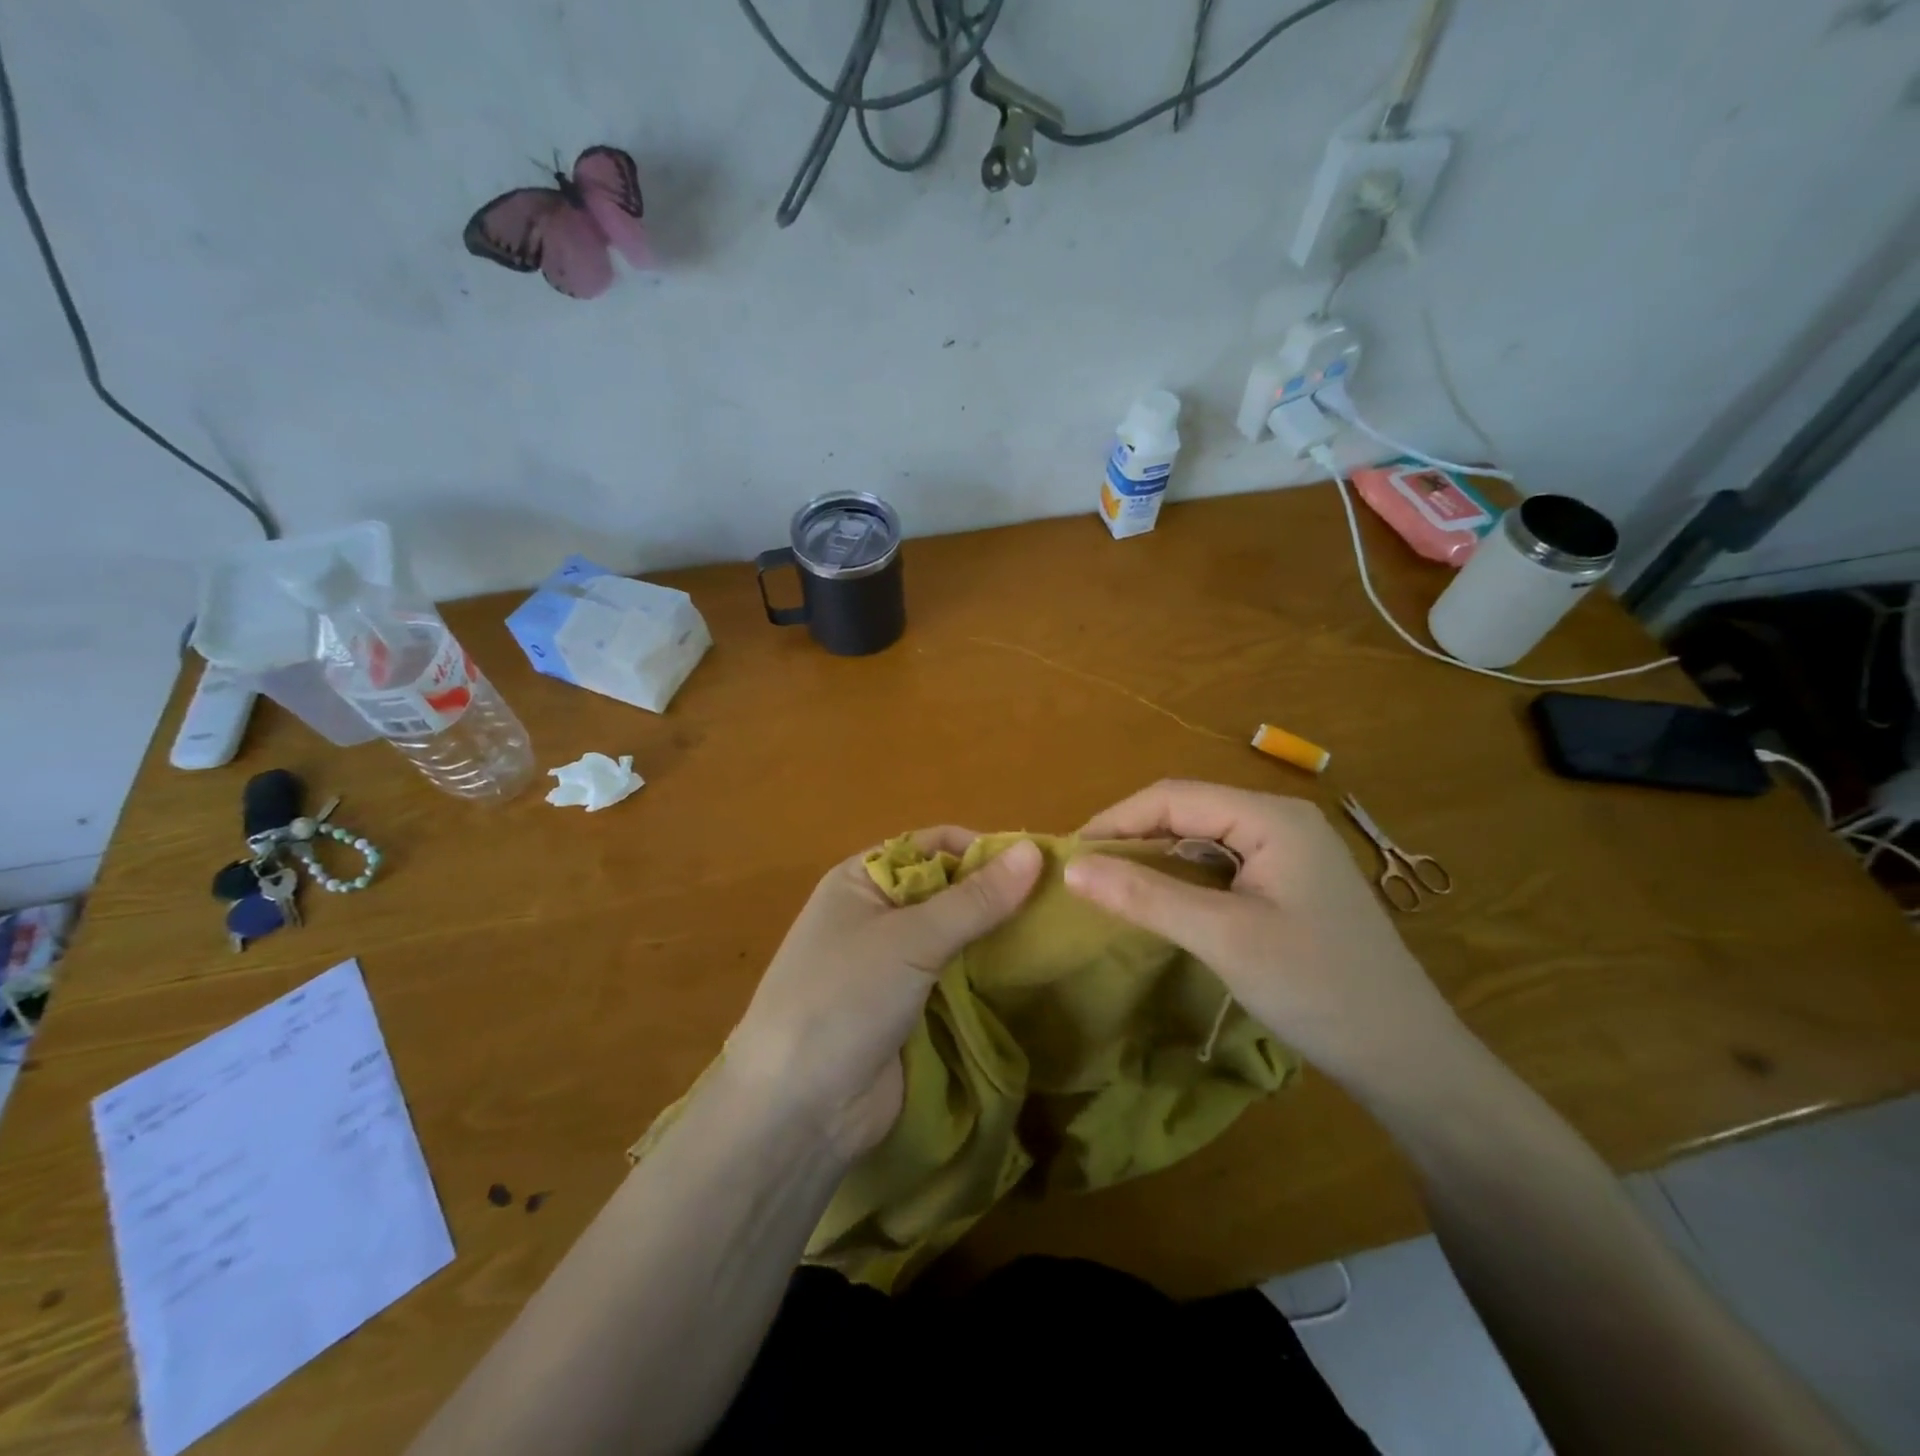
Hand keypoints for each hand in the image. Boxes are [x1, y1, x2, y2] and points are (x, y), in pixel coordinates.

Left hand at [724, 830, 1041, 1159]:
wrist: (798, 1110)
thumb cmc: (844, 999)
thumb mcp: (910, 939)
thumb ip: (975, 899)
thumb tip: (1034, 851)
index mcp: (863, 879)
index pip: (932, 845)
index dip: (982, 849)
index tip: (1038, 866)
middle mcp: (877, 914)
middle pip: (948, 889)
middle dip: (996, 895)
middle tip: (1058, 905)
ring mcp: (893, 964)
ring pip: (956, 936)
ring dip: (996, 936)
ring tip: (1057, 936)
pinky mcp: (909, 1008)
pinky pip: (956, 977)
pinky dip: (987, 973)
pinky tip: (1031, 974)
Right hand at [1063, 781, 1471, 1097]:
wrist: (1407, 1058)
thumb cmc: (1317, 988)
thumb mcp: (1222, 938)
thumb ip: (1145, 895)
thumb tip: (1071, 866)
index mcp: (1271, 818)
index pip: (1173, 796)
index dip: (1115, 820)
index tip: (1069, 854)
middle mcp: (1280, 821)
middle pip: (1187, 812)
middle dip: (1132, 837)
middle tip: (1084, 874)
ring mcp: (1289, 853)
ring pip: (1202, 839)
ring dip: (1155, 859)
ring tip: (1110, 887)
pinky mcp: (1289, 884)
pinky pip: (1221, 866)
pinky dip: (1183, 880)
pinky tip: (1160, 903)